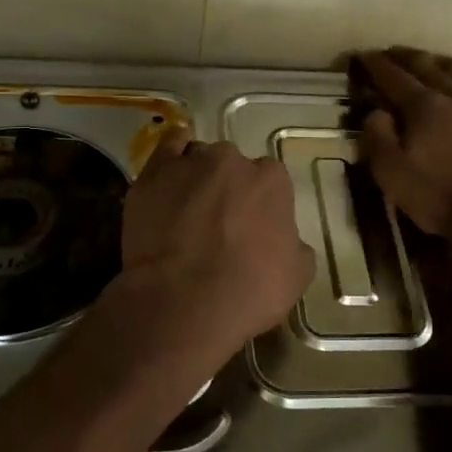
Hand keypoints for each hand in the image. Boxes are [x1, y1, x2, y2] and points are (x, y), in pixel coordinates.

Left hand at [120, 123, 313, 358]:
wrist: (185, 303)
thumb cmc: (249, 291)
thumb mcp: (297, 275)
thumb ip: (294, 244)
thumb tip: (285, 240)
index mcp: (271, 181)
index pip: (270, 181)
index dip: (260, 204)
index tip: (252, 227)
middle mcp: (232, 162)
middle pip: (232, 167)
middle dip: (228, 188)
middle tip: (219, 223)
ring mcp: (191, 164)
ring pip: (198, 159)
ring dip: (197, 177)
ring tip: (187, 210)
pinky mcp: (154, 173)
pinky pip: (167, 148)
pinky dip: (172, 155)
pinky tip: (171, 172)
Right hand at [356, 47, 451, 239]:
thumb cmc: (441, 196)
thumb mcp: (393, 174)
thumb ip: (378, 138)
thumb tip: (376, 112)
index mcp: (424, 106)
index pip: (393, 76)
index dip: (376, 64)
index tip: (364, 55)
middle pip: (427, 65)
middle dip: (405, 56)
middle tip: (391, 52)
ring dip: (437, 61)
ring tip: (427, 60)